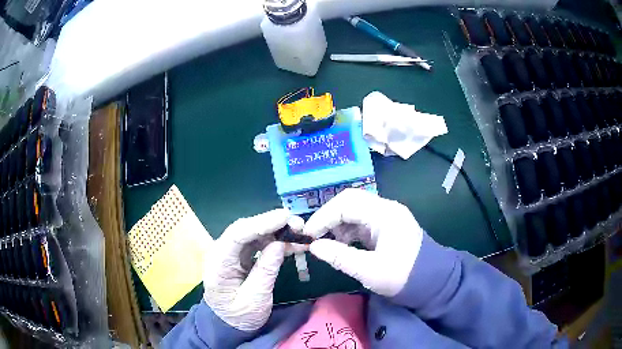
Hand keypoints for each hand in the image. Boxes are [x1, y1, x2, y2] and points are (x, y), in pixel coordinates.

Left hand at [203, 209, 303, 331]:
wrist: (229, 324)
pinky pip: (259, 243)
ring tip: (300, 233)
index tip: (285, 217)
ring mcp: (231, 253)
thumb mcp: (255, 300)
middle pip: (245, 229)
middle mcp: (221, 252)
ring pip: (254, 233)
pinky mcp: (241, 256)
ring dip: (277, 231)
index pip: (236, 235)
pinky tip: (293, 243)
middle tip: (298, 224)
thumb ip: (265, 272)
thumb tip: (279, 244)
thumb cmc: (239, 316)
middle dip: (272, 224)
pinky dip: (276, 241)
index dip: (261, 223)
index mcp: (218, 264)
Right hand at [304, 189, 423, 296]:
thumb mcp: (369, 271)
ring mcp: (387, 216)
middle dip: (329, 217)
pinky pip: (362, 220)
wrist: (431, 282)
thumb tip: (314, 247)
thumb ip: (340, 257)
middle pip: (350, 201)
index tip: (308, 234)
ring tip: (328, 242)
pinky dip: (348, 229)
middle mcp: (386, 208)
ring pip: (355, 209)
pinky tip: (343, 243)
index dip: (323, 217)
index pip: (346, 204)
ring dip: (338, 223)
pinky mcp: (387, 226)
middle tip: (314, 235)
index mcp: (385, 214)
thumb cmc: (402, 276)